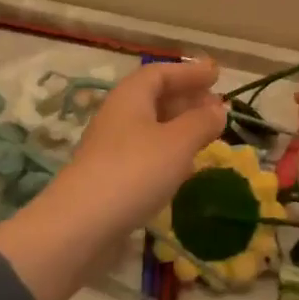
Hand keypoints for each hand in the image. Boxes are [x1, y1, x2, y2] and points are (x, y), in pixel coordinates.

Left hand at [0, 59, 224, 299]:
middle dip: (187, 98)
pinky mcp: (110, 176)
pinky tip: (184, 167)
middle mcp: (118, 115)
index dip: (189, 72)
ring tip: (205, 134)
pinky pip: (145, 152)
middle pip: (154, 97)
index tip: (216, 75)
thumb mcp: (178, 142)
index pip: (161, 72)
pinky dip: (168, 151)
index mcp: (131, 96)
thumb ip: (202, 123)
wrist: (79, 227)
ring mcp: (111, 147)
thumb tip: (219, 110)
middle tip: (216, 106)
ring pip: (151, 126)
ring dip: (179, 126)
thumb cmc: (135, 171)